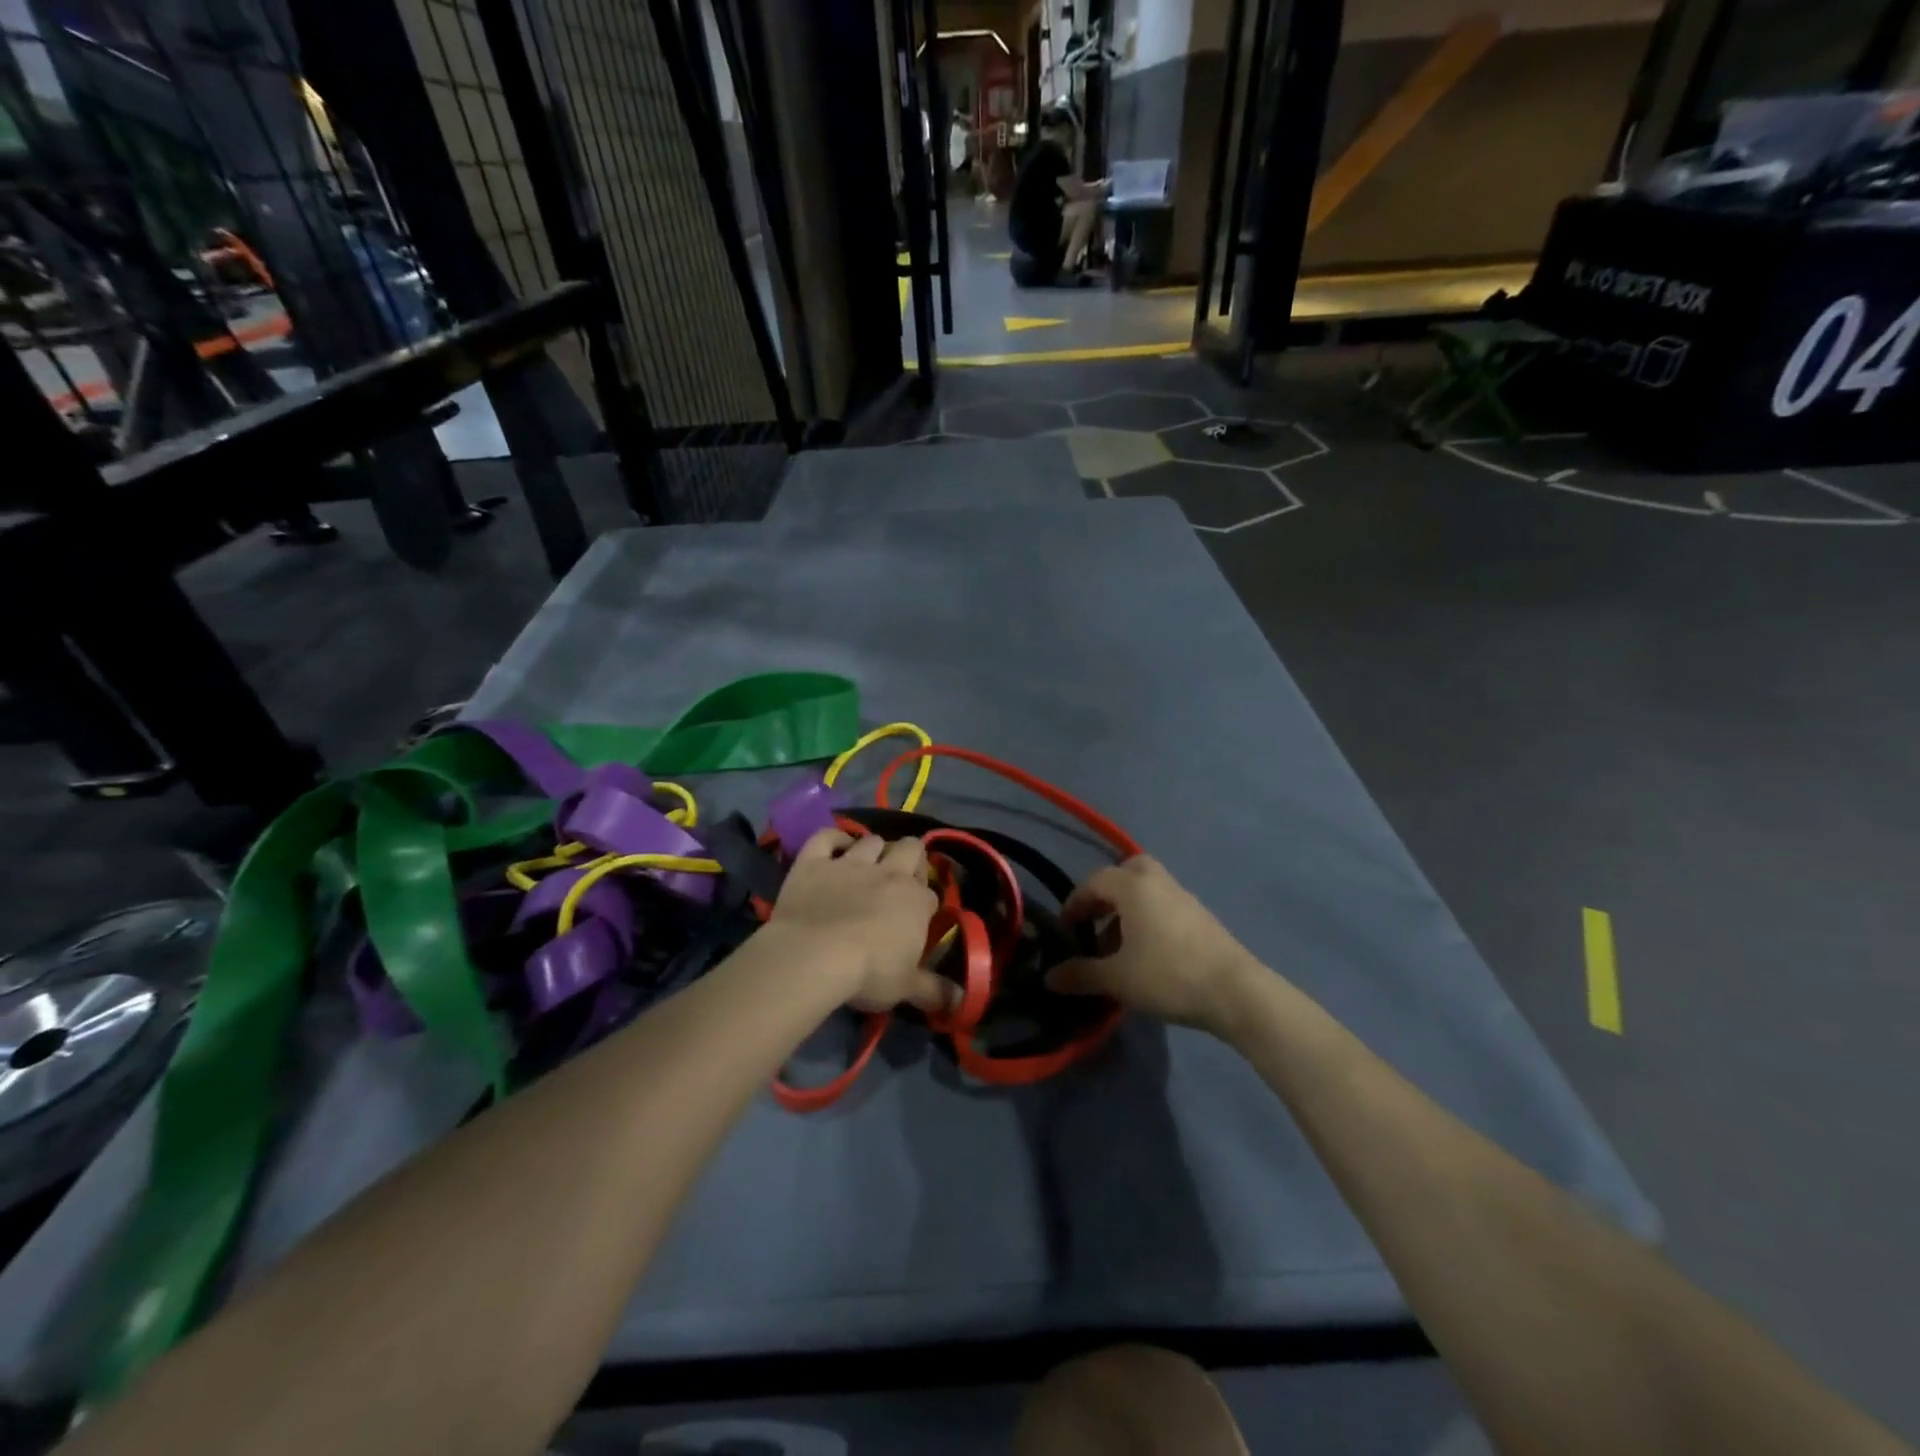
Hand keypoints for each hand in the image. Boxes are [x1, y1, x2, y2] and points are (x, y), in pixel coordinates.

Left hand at [768, 830, 953, 1014]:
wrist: (814, 956)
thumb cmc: (868, 973)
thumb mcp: (906, 988)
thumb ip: (936, 991)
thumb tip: (962, 1002)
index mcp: (916, 901)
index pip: (929, 893)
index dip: (924, 903)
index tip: (917, 918)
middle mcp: (888, 873)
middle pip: (910, 848)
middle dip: (909, 857)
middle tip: (898, 879)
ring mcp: (850, 863)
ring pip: (872, 840)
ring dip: (874, 849)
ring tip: (867, 865)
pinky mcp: (814, 861)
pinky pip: (826, 836)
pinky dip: (833, 839)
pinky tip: (835, 848)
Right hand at [1047, 856, 1259, 1034]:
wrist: (1235, 992)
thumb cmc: (1168, 975)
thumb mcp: (1117, 979)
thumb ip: (1080, 974)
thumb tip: (1049, 977)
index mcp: (1133, 887)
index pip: (1095, 881)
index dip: (1075, 903)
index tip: (1067, 928)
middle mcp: (1158, 882)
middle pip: (1128, 870)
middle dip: (1107, 892)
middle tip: (1096, 921)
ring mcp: (1184, 898)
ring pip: (1148, 889)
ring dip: (1128, 909)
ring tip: (1118, 947)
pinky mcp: (1201, 917)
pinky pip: (1165, 905)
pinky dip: (1148, 919)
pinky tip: (1147, 954)